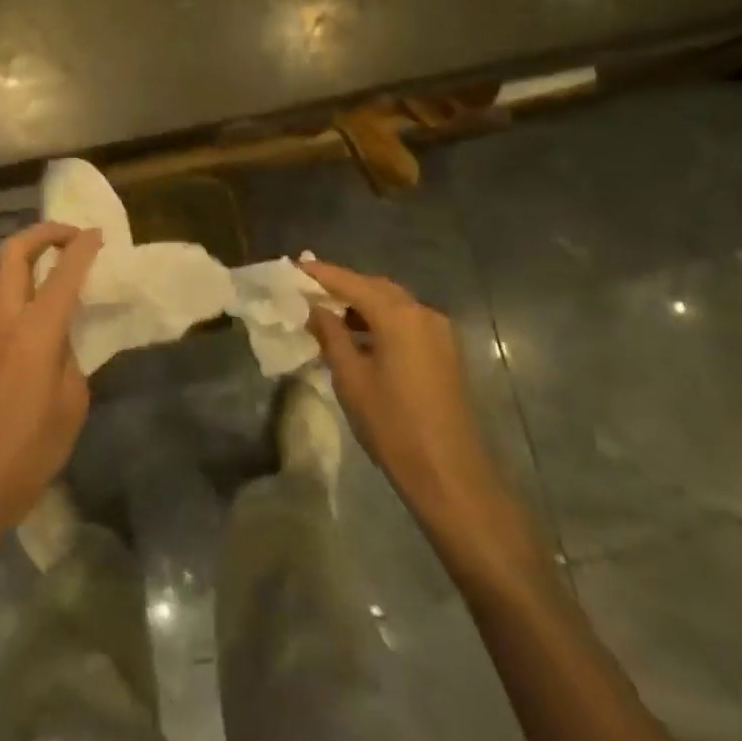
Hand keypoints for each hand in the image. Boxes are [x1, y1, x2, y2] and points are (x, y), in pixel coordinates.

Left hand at [0, 223, 102, 552]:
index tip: (100, 234)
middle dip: (43, 233)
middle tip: (73, 237)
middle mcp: (7, 320)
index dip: (83, 247)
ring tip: (64, 262)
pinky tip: (49, 301)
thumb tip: (64, 338)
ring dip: (31, 254)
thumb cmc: (33, 448)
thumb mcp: (72, 401)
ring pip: (4, 272)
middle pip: (13, 253)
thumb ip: (70, 356)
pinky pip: (5, 296)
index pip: (63, 272)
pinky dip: (26, 281)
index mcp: (36, 331)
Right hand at [300, 259, 508, 528]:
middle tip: (308, 289)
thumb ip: (331, 335)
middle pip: (376, 287)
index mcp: (399, 316)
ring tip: (327, 313)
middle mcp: (422, 314)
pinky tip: (357, 336)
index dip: (321, 274)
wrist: (449, 474)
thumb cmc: (392, 424)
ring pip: (392, 305)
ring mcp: (438, 332)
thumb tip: (315, 309)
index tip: (293, 267)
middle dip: (342, 286)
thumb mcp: (351, 378)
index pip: (352, 282)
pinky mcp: (444, 352)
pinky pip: (406, 322)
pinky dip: (379, 321)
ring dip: (361, 304)